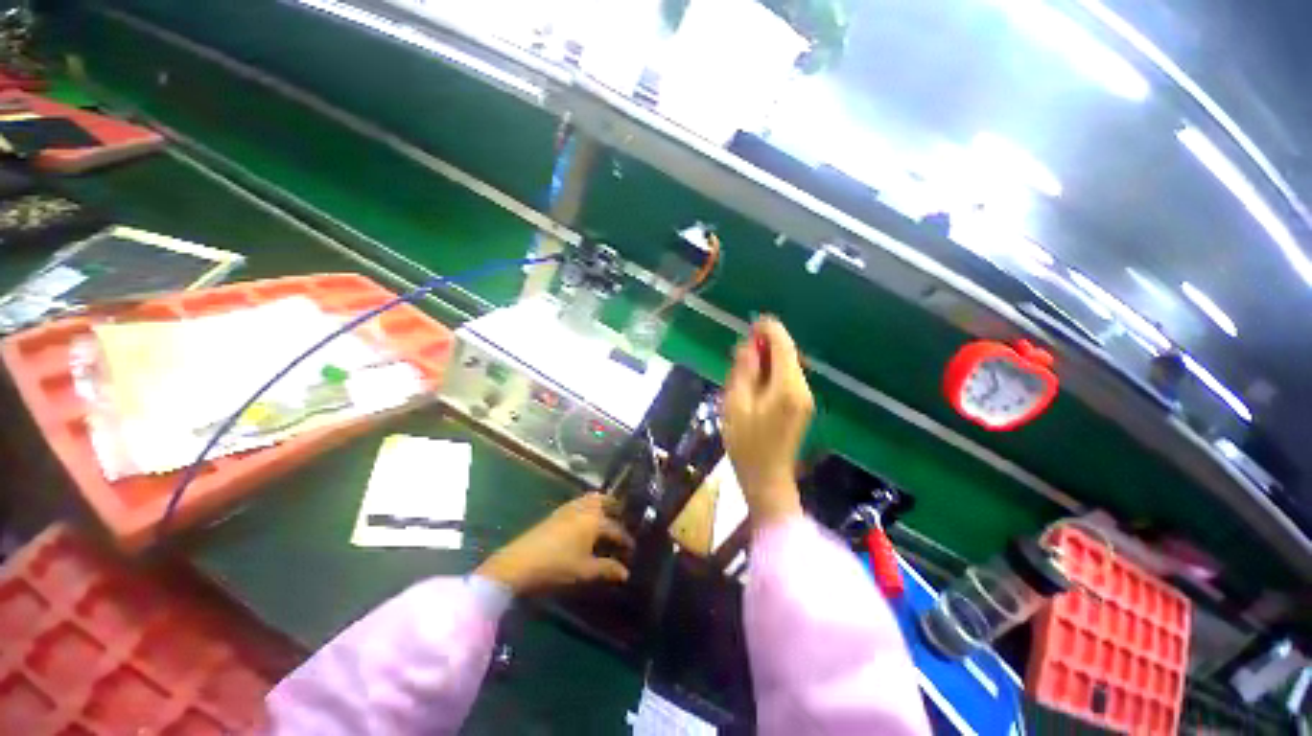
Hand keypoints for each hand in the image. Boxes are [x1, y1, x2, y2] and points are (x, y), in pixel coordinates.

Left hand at [476, 493, 633, 594]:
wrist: (520, 563)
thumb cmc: (557, 566)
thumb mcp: (585, 571)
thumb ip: (607, 569)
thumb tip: (625, 572)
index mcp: (595, 520)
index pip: (616, 528)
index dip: (625, 539)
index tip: (632, 549)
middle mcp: (584, 508)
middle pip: (603, 500)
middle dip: (615, 507)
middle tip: (622, 518)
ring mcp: (568, 508)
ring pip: (589, 499)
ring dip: (600, 505)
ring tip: (605, 517)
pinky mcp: (556, 513)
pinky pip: (578, 503)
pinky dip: (587, 507)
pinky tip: (584, 521)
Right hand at [723, 317, 812, 527]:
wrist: (766, 479)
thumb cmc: (745, 443)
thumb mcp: (735, 404)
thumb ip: (744, 371)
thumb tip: (749, 345)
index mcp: (787, 387)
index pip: (783, 346)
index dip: (769, 330)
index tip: (752, 323)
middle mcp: (802, 388)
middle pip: (788, 354)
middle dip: (767, 345)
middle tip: (741, 349)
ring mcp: (804, 398)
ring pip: (787, 366)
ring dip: (768, 359)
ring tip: (743, 365)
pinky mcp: (801, 407)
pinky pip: (787, 379)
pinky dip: (772, 372)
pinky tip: (755, 381)